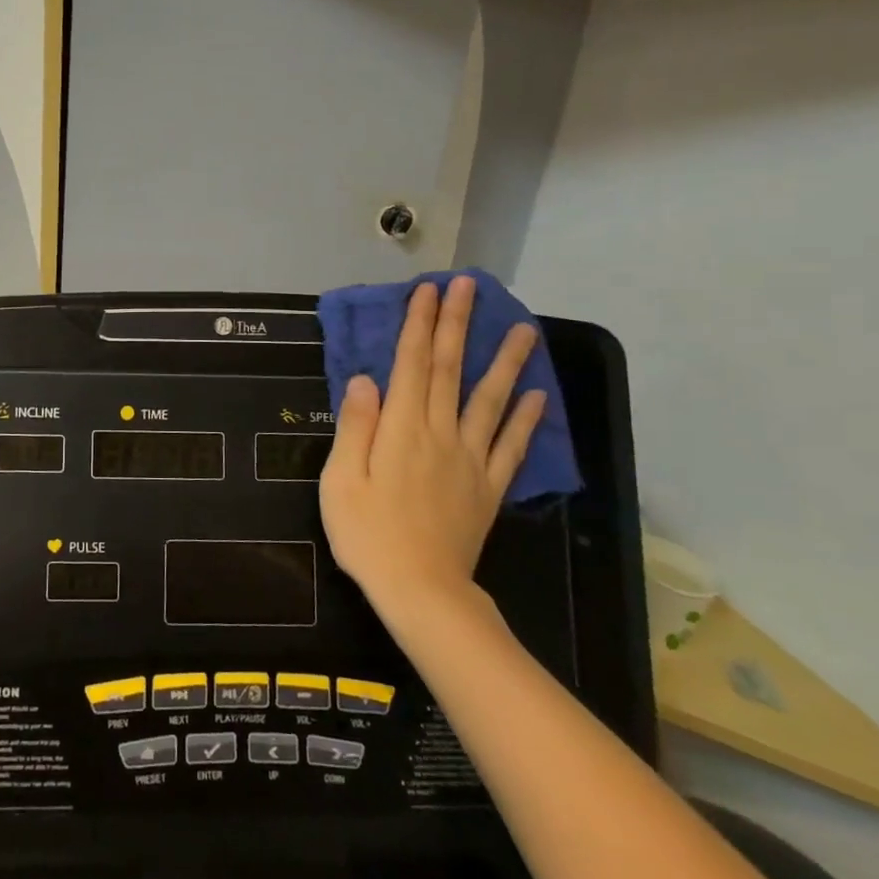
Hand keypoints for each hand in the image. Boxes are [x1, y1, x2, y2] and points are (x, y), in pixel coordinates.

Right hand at [320, 276, 547, 626]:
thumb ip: (355, 426)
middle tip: (470, 286)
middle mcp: (439, 433)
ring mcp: (470, 459)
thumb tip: (365, 379)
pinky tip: (537, 395)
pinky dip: (525, 419)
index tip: (429, 290)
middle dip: (457, 324)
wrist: (421, 592)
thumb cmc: (367, 534)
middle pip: (449, 369)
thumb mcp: (340, 479)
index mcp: (401, 428)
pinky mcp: (488, 487)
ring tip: (522, 329)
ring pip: (490, 400)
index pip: (410, 363)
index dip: (419, 324)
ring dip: (505, 362)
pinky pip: (511, 447)